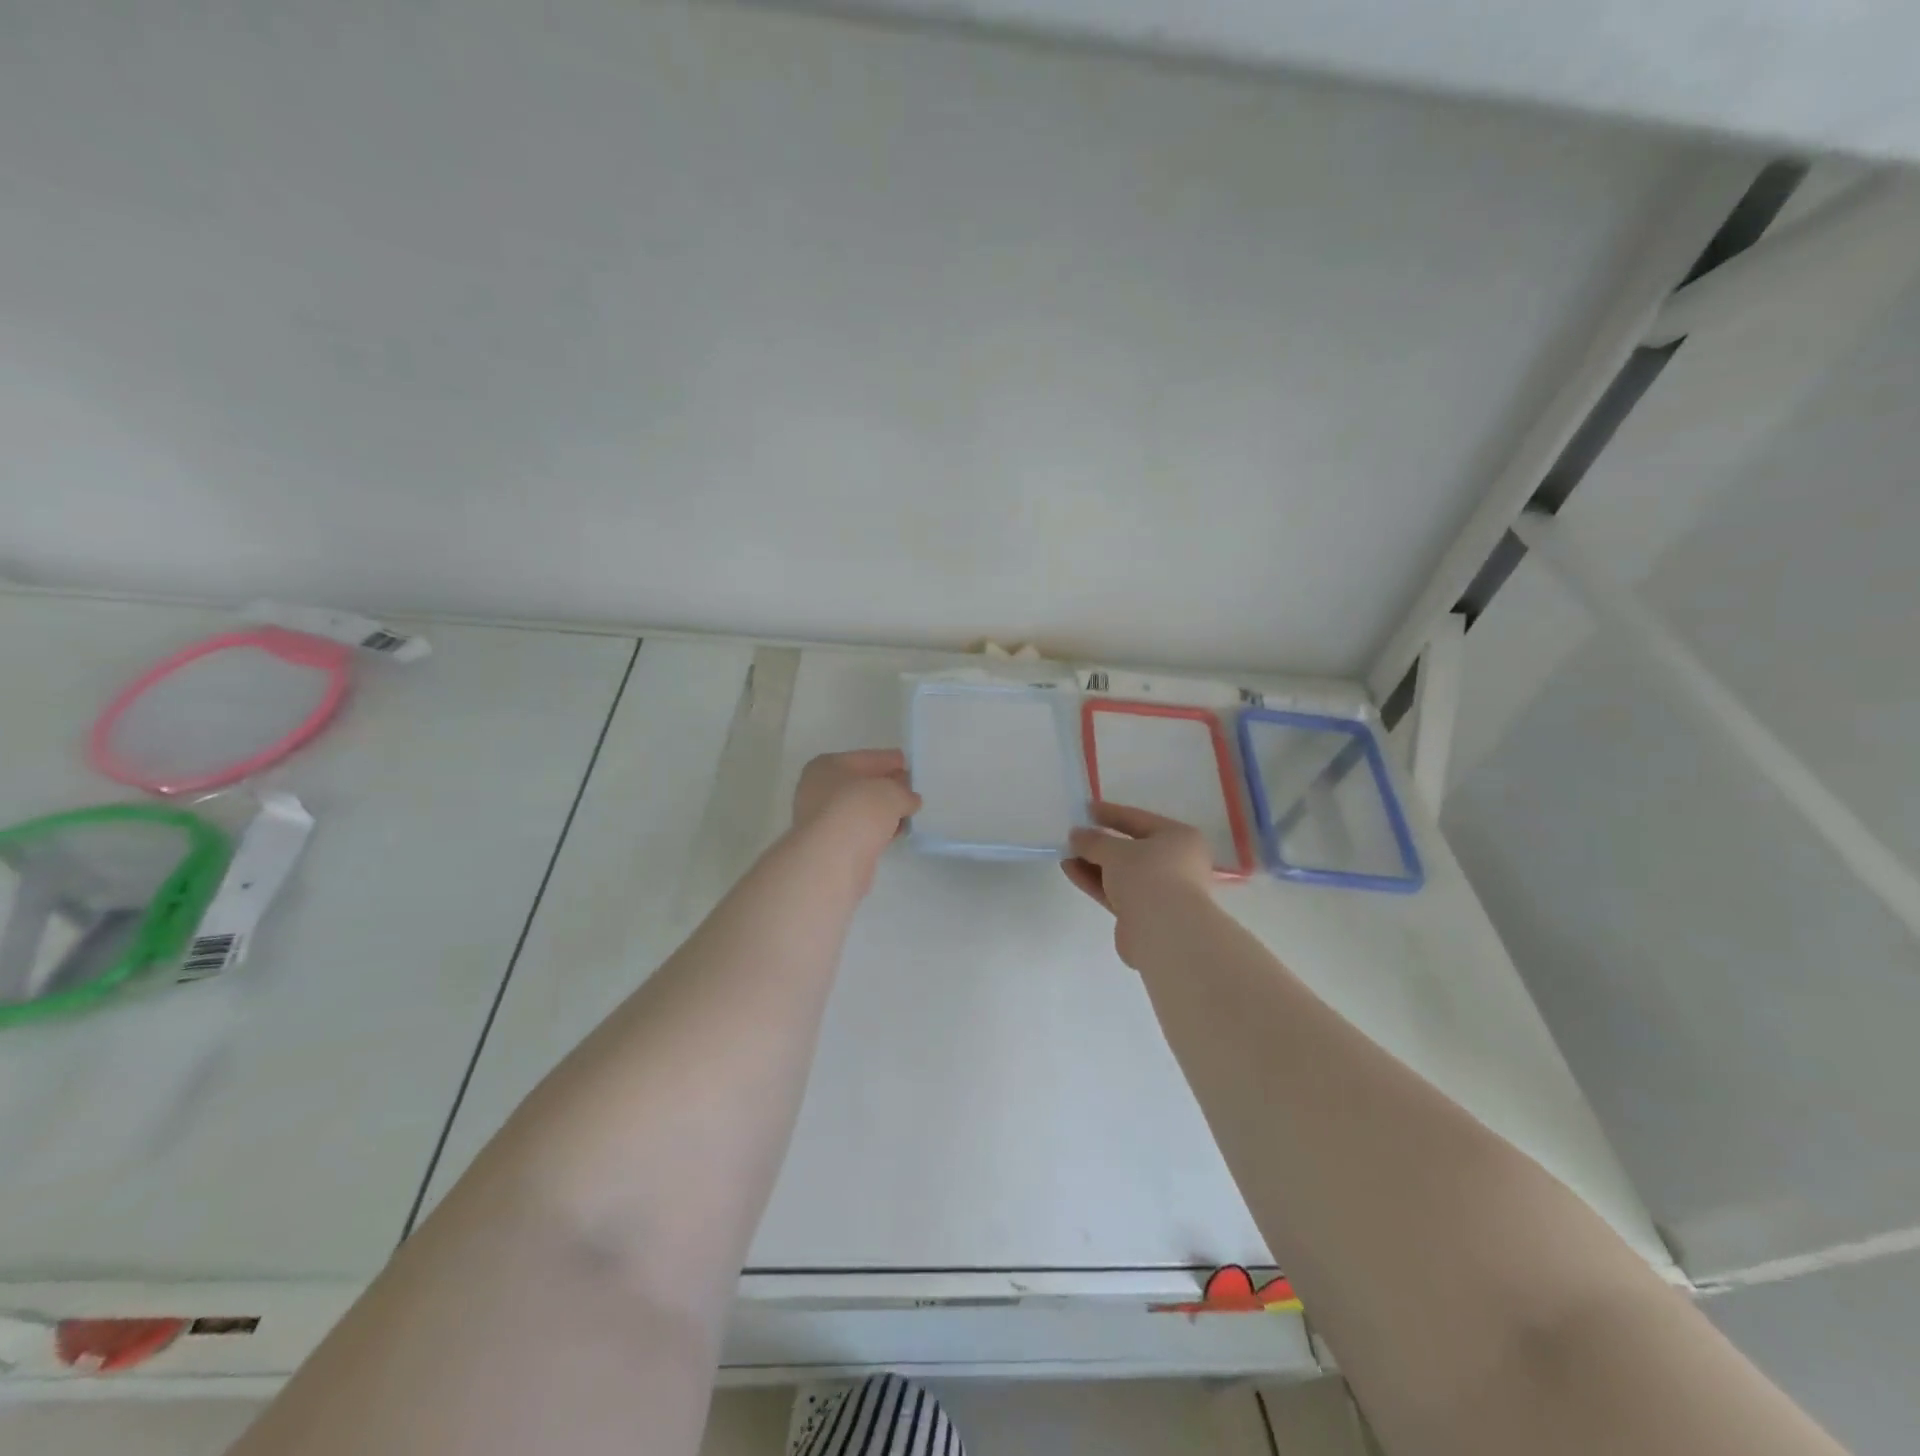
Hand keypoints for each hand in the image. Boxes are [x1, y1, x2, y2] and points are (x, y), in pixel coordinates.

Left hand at [791, 749, 920, 868]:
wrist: (832, 860)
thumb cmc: (858, 811)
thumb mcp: (892, 792)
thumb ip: (904, 792)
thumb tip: (908, 800)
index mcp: (827, 766)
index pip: (867, 758)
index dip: (891, 760)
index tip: (910, 765)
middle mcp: (819, 789)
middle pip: (862, 784)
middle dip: (887, 787)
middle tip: (913, 790)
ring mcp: (823, 819)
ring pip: (861, 809)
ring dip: (883, 811)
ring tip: (910, 813)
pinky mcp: (831, 845)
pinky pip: (861, 830)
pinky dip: (877, 830)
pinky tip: (896, 833)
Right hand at [1063, 803, 1216, 967]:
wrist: (1164, 932)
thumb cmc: (1148, 876)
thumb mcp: (1115, 850)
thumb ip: (1093, 840)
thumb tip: (1077, 835)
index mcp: (1179, 838)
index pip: (1139, 819)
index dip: (1111, 813)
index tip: (1085, 809)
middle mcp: (1176, 863)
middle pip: (1131, 848)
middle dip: (1100, 842)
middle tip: (1074, 835)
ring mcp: (1161, 891)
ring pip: (1122, 872)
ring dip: (1094, 863)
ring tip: (1066, 854)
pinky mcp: (1144, 914)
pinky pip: (1116, 892)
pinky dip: (1095, 881)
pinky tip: (1071, 871)